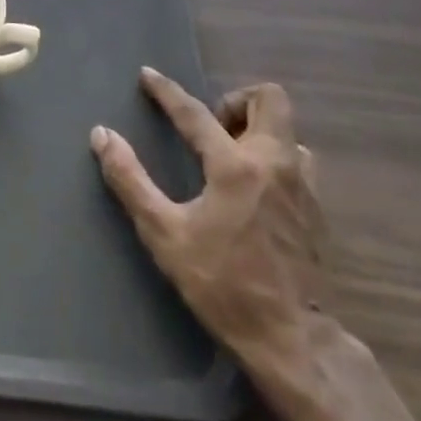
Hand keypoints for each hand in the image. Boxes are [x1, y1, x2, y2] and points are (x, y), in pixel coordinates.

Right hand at [91, 71, 322, 354]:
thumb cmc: (224, 286)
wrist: (296, 345)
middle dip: (236, 101)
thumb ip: (131, 181)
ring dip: (259, 131)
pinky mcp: (318, 213)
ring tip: (232, 157)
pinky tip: (256, 191)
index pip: (194, 112)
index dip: (166, 91)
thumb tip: (102, 135)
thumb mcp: (165, 235)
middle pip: (269, 100)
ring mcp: (303, 187)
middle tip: (211, 126)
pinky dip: (275, 161)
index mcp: (235, 166)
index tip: (148, 75)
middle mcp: (275, 164)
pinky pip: (299, 164)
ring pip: (288, 132)